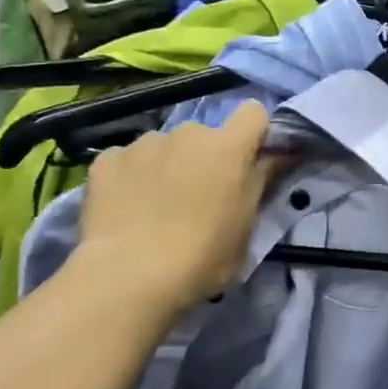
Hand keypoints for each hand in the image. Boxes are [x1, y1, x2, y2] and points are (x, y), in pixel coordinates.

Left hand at [73, 102, 283, 311]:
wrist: (130, 275)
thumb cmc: (203, 256)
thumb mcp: (247, 226)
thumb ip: (262, 182)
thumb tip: (280, 155)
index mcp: (228, 148)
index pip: (253, 113)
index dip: (254, 133)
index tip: (250, 161)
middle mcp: (187, 133)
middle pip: (205, 135)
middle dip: (205, 158)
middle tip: (199, 198)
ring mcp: (144, 143)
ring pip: (164, 147)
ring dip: (167, 166)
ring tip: (155, 207)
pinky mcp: (107, 159)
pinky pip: (127, 160)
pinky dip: (131, 177)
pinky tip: (126, 208)